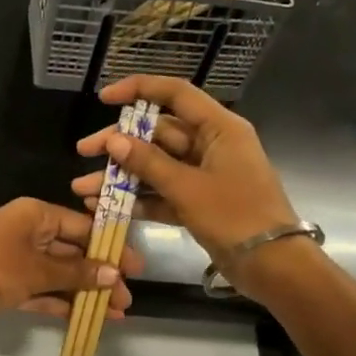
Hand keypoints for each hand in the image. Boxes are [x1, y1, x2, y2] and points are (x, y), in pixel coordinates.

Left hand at [0, 198, 142, 322]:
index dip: (111, 248)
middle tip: (125, 302)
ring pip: (58, 274)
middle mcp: (29, 232)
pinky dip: (59, 302)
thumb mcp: (35, 271)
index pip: (84, 228)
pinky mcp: (6, 282)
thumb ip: (74, 274)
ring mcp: (16, 258)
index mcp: (36, 215)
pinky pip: (40, 289)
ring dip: (83, 293)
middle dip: (99, 277)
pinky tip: (82, 318)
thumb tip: (112, 273)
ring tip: (112, 315)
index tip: (137, 270)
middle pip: (73, 253)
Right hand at [73, 76, 303, 294]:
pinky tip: (105, 207)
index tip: (105, 98)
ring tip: (83, 189)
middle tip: (84, 151)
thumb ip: (148, 163)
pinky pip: (162, 193)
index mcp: (219, 129)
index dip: (139, 90)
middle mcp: (211, 145)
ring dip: (121, 176)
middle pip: (158, 133)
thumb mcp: (188, 188)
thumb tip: (114, 140)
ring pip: (155, 166)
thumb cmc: (235, 216)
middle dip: (119, 143)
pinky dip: (137, 199)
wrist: (272, 265)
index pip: (176, 94)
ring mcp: (204, 175)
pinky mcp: (198, 202)